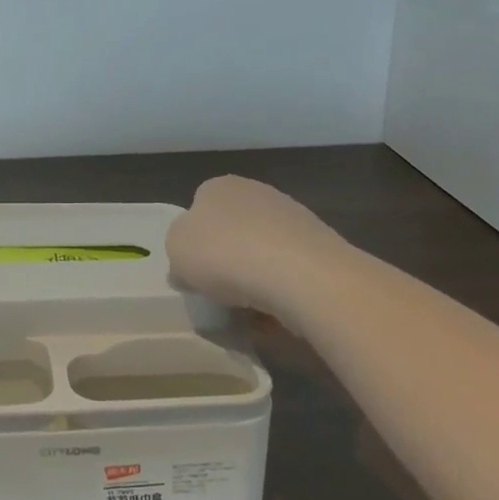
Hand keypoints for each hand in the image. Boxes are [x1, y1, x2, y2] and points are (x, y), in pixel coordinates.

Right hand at [166, 175, 346, 312]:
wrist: (302, 275)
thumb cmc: (225, 254)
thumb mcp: (176, 251)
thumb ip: (177, 253)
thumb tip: (188, 267)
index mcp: (218, 187)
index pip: (198, 208)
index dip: (193, 241)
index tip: (193, 271)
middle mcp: (257, 192)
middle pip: (232, 231)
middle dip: (227, 259)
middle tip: (219, 291)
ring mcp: (294, 217)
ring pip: (262, 252)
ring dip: (255, 277)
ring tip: (250, 310)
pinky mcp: (322, 246)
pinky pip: (290, 272)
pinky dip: (282, 291)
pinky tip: (278, 312)